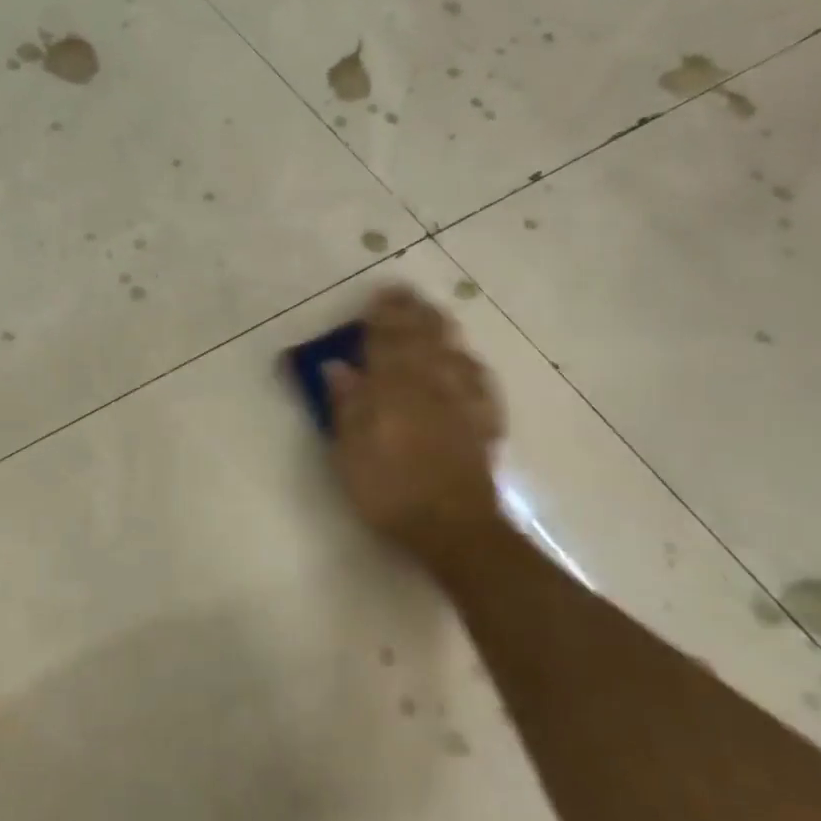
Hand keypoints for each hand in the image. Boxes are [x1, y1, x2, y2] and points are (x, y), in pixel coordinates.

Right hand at [324, 285, 507, 577]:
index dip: (382, 317)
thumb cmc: (389, 491)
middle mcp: (430, 385)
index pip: (386, 342)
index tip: (378, 295)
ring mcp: (462, 401)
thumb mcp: (350, 452)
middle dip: (412, 313)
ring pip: (452, 352)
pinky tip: (466, 358)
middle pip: (422, 339)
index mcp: (393, 390)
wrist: (452, 526)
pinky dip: (468, 361)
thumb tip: (337, 366)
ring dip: (440, 328)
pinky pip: (478, 379)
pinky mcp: (483, 421)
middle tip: (404, 293)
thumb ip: (346, 406)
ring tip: (432, 311)